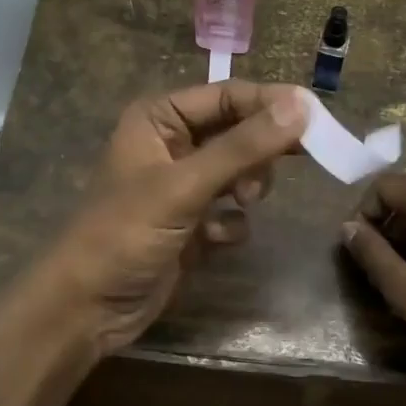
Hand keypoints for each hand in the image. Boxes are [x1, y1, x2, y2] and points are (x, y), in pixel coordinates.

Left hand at [20, 80, 308, 359]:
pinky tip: (214, 240)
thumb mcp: (184, 186)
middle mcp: (173, 144)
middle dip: (261, 152)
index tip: (317, 118)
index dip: (271, 105)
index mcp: (160, 119)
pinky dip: (232, 224)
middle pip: (239, 131)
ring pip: (241, 171)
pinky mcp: (193, 223)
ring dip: (248, 188)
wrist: (87, 309)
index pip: (228, 96)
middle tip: (299, 160)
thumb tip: (302, 105)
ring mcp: (184, 186)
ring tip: (241, 203)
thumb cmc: (125, 234)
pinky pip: (232, 211)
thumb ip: (243, 146)